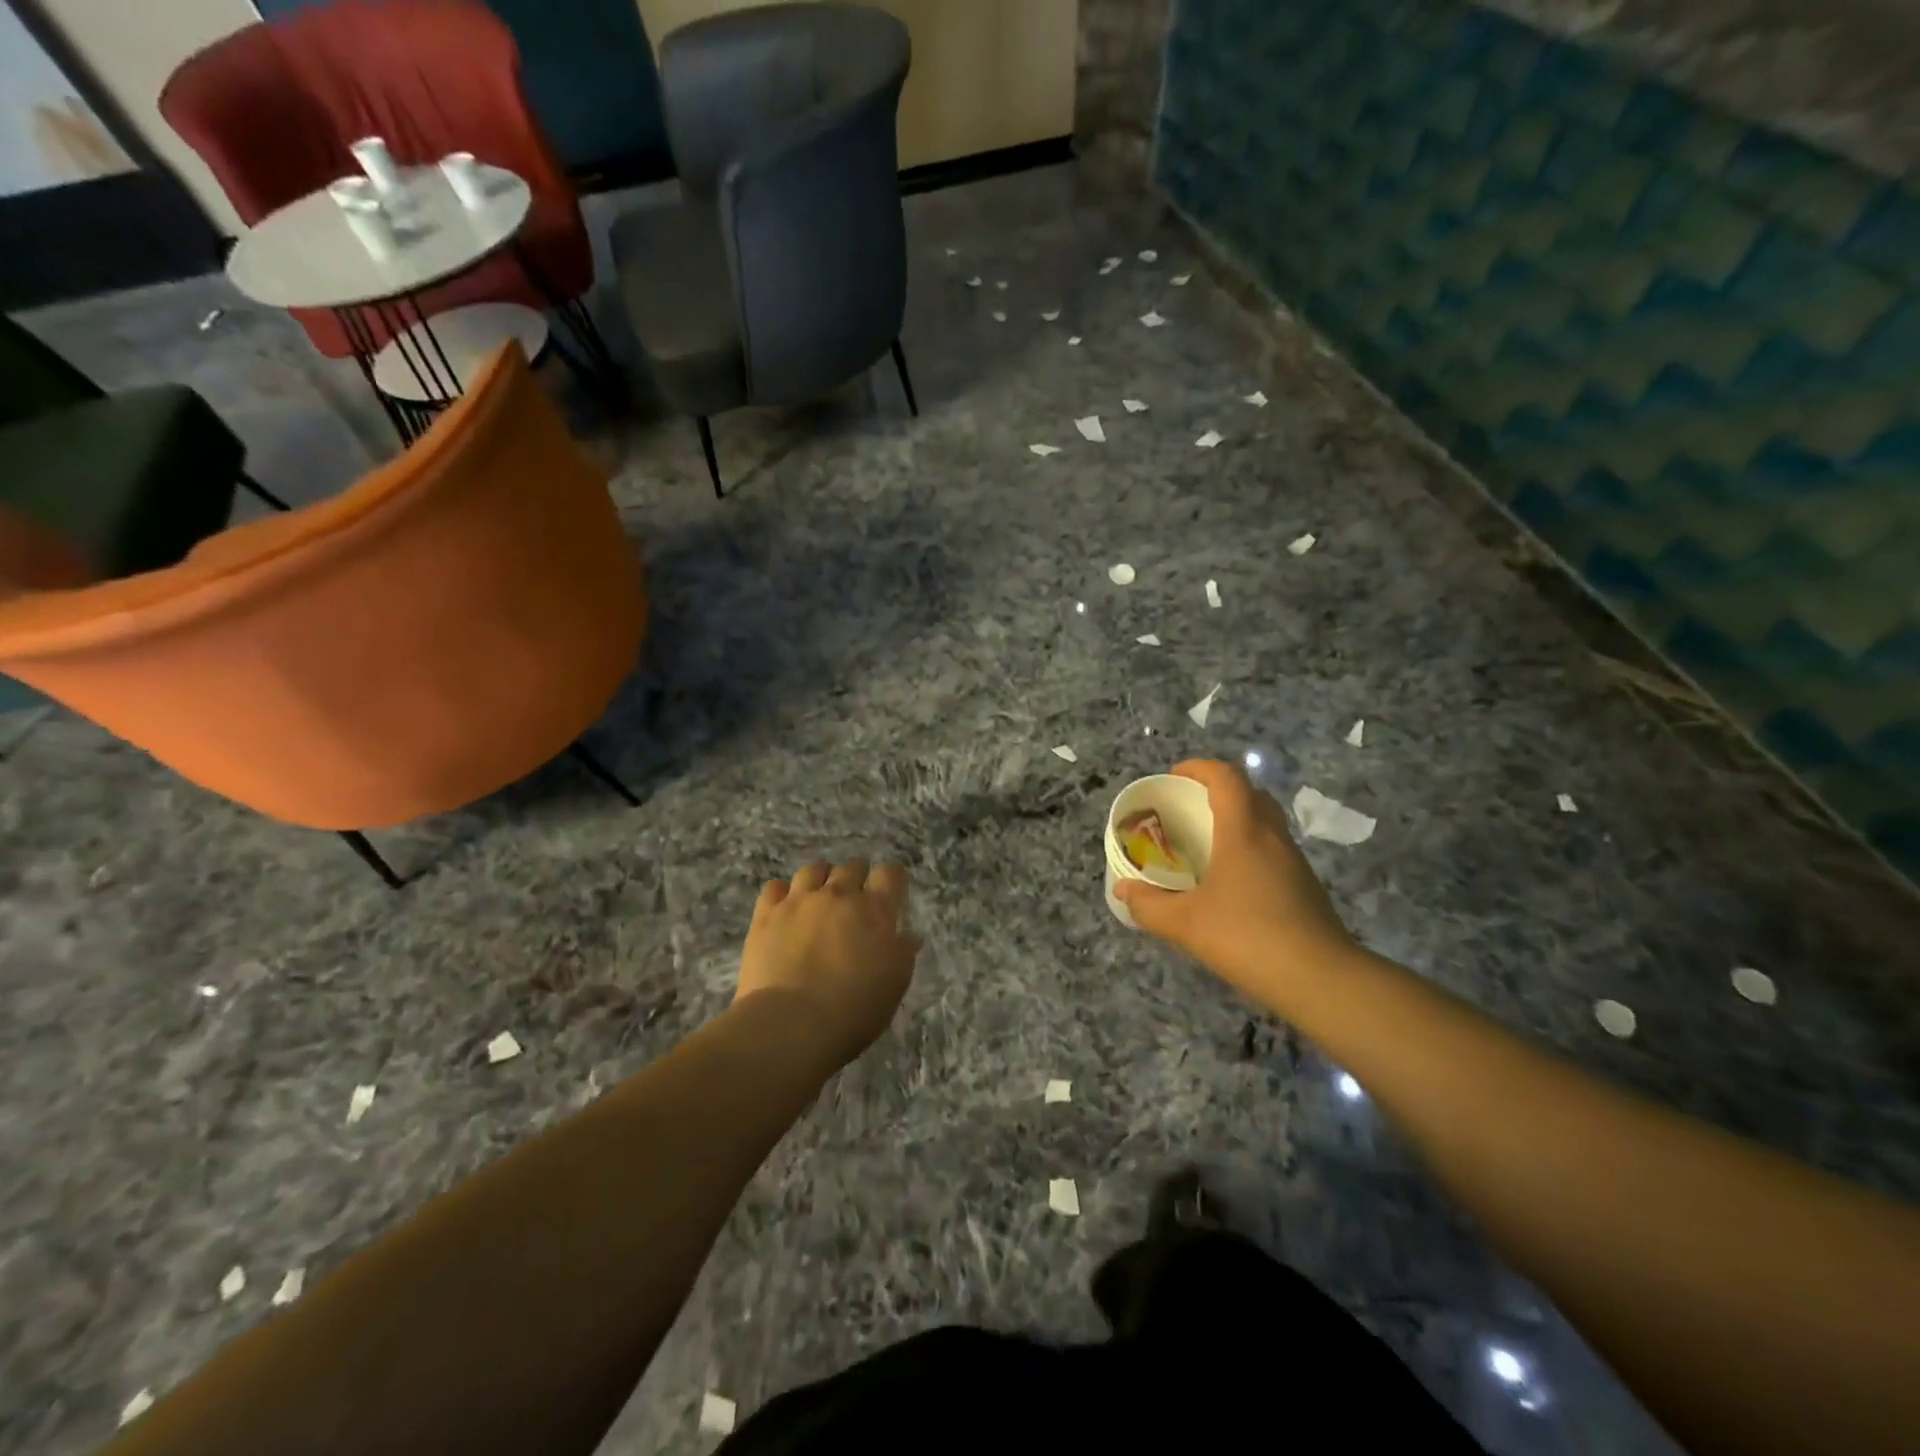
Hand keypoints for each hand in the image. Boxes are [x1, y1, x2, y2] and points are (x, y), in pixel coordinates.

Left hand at [736, 860, 920, 1069]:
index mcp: (875, 910)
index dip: (892, 880)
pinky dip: (782, 894)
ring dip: (822, 879)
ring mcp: (799, 901)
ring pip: (813, 870)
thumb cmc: (853, 1010)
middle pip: (852, 866)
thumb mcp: (894, 986)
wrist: (790, 1026)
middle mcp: (838, 895)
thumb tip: (907, 936)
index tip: (891, 893)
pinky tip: (784, 910)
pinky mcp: (766, 915)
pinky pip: (775, 887)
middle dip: (857, 878)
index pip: (890, 874)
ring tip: (819, 899)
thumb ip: (903, 954)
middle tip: (855, 901)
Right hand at [1116, 760, 1357, 1004]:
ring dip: (1237, 821)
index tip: (1174, 776)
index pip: (1227, 778)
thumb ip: (1149, 905)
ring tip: (1206, 845)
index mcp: (1244, 832)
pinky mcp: (1305, 888)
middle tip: (1190, 809)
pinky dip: (1250, 851)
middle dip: (1219, 792)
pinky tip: (1231, 883)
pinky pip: (1273, 852)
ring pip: (1266, 824)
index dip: (1200, 768)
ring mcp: (1294, 863)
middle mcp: (1273, 838)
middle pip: (1251, 794)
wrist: (1321, 980)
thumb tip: (1122, 890)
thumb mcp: (1186, 924)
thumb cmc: (1248, 938)